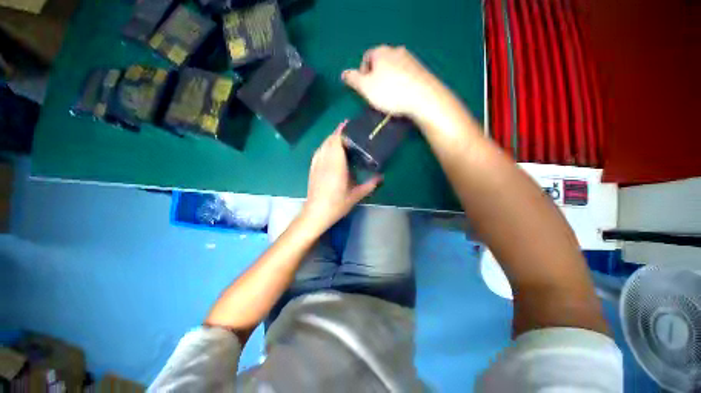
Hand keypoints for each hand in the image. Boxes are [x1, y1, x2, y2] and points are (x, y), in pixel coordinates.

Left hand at [301, 122, 381, 231]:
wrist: (316, 213)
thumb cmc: (337, 204)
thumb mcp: (356, 195)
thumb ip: (369, 185)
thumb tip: (381, 177)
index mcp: (336, 165)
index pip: (337, 141)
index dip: (342, 131)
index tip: (350, 125)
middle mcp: (325, 161)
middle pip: (330, 140)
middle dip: (338, 133)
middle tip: (350, 131)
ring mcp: (317, 164)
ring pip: (323, 145)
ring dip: (331, 139)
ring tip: (342, 138)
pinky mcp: (313, 168)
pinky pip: (319, 151)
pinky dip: (325, 146)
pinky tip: (331, 150)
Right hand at [342, 45, 445, 119]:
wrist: (423, 97)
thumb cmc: (390, 92)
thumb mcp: (365, 88)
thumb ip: (353, 80)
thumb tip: (344, 73)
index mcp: (380, 52)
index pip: (366, 58)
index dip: (363, 74)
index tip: (365, 89)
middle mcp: (396, 51)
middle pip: (381, 63)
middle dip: (376, 78)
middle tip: (376, 95)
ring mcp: (410, 59)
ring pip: (394, 70)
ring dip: (389, 82)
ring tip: (390, 98)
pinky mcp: (421, 70)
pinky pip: (405, 76)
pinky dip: (401, 84)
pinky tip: (402, 96)